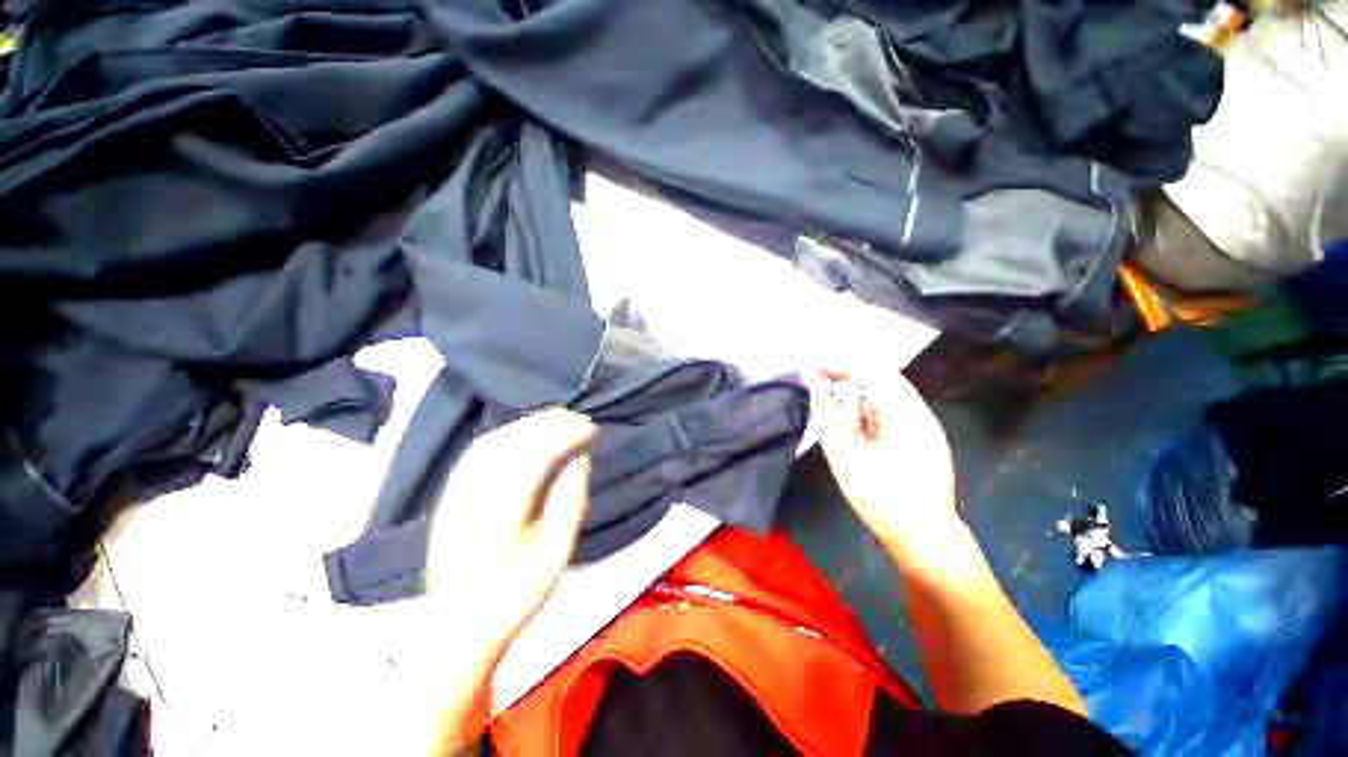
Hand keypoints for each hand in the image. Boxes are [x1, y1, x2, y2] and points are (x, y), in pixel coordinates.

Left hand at [425, 408, 596, 651]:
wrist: (457, 628)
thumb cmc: (513, 598)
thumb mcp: (554, 558)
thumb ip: (569, 503)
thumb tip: (580, 459)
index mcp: (497, 522)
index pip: (532, 462)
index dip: (562, 437)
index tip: (589, 428)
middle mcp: (469, 502)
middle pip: (508, 446)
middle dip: (546, 424)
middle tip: (578, 417)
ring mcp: (452, 497)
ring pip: (490, 444)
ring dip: (526, 424)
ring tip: (557, 418)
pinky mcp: (447, 496)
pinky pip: (477, 452)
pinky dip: (506, 434)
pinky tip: (525, 432)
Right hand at [803, 369, 958, 560]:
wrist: (924, 537)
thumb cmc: (881, 497)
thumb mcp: (844, 455)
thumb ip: (828, 414)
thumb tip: (815, 383)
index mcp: (904, 413)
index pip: (872, 369)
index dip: (841, 364)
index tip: (815, 368)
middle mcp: (920, 412)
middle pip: (882, 378)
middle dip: (848, 377)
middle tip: (820, 385)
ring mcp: (926, 426)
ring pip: (888, 394)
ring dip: (858, 394)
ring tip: (835, 406)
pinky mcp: (925, 439)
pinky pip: (894, 411)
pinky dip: (870, 409)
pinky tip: (857, 425)